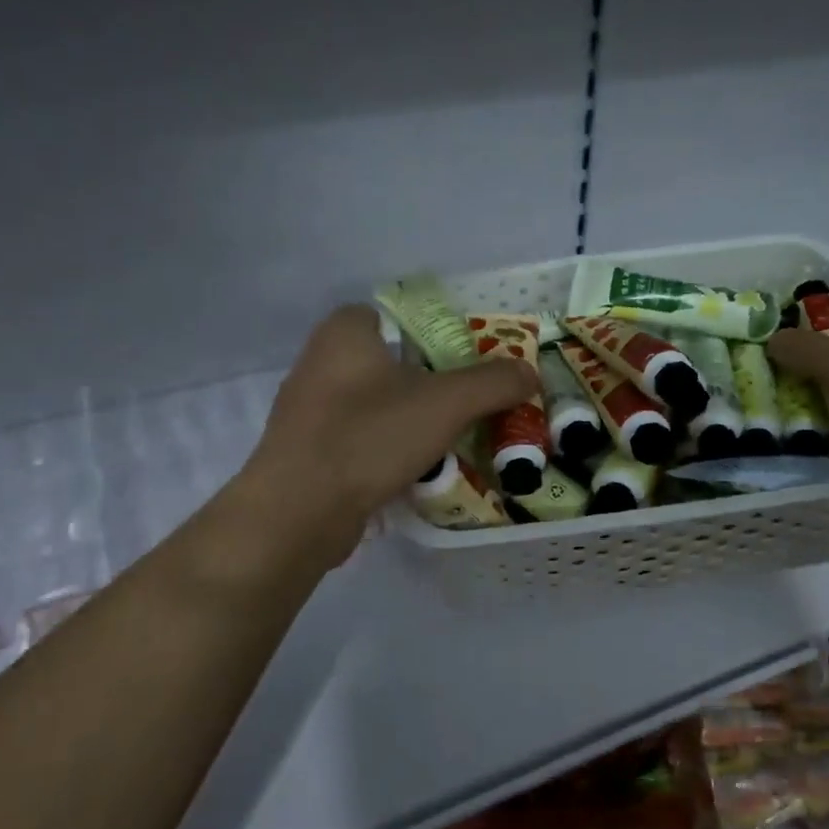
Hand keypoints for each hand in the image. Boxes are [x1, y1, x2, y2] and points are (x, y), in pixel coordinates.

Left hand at [237, 305, 537, 564]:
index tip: (462, 362)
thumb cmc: (369, 437)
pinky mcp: (306, 452)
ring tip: (449, 440)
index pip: (391, 316)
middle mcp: (318, 362)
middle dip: (427, 383)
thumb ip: (492, 384)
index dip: (429, 334)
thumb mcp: (445, 404)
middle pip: (388, 363)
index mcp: (343, 333)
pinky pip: (358, 438)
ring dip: (408, 420)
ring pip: (374, 404)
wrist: (298, 512)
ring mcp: (308, 410)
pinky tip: (413, 471)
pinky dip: (385, 449)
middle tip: (466, 403)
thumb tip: (530, 373)